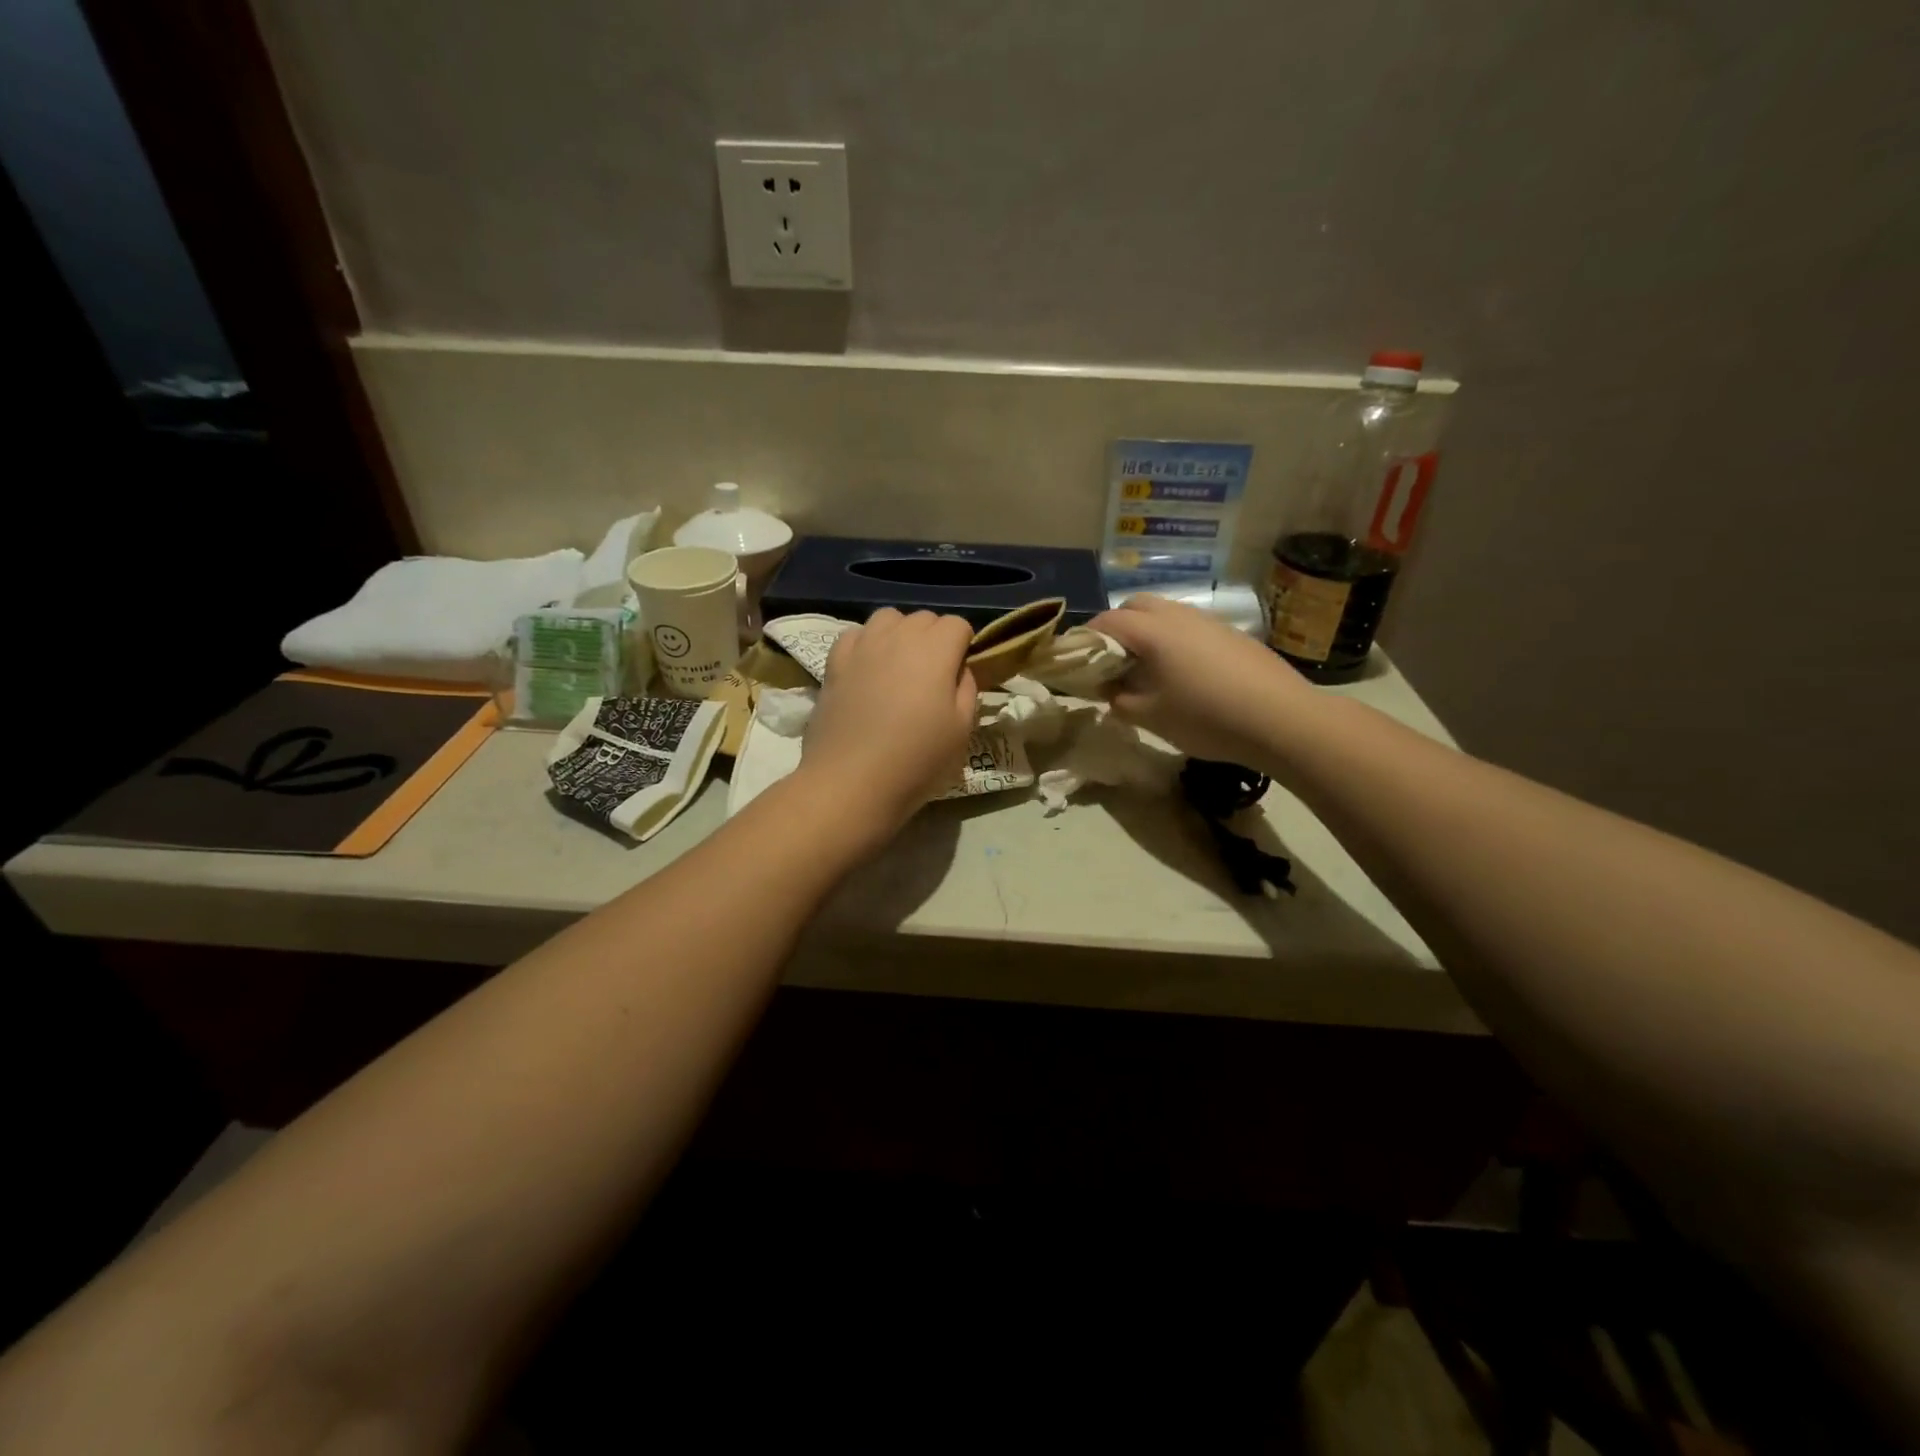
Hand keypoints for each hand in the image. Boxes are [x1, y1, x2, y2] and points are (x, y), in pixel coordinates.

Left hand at [799, 609, 977, 838]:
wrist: (852, 781)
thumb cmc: (916, 759)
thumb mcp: (962, 729)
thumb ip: (967, 689)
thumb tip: (959, 669)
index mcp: (936, 649)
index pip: (958, 625)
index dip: (964, 646)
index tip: (959, 675)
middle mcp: (899, 636)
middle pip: (924, 618)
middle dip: (935, 638)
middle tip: (933, 677)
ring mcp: (862, 645)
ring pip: (888, 618)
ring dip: (900, 634)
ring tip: (900, 667)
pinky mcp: (834, 662)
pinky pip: (855, 635)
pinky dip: (866, 644)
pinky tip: (868, 670)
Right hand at [1088, 594, 1315, 769]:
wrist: (1282, 719)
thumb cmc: (1206, 718)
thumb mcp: (1151, 717)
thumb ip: (1120, 701)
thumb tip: (1111, 691)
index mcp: (1152, 631)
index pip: (1105, 622)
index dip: (1085, 639)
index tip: (1078, 662)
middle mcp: (1178, 615)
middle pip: (1135, 606)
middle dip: (1116, 627)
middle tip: (1112, 662)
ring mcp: (1208, 621)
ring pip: (1165, 613)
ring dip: (1147, 632)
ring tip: (1146, 668)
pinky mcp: (1231, 634)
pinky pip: (1190, 626)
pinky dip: (1174, 640)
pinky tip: (1184, 673)